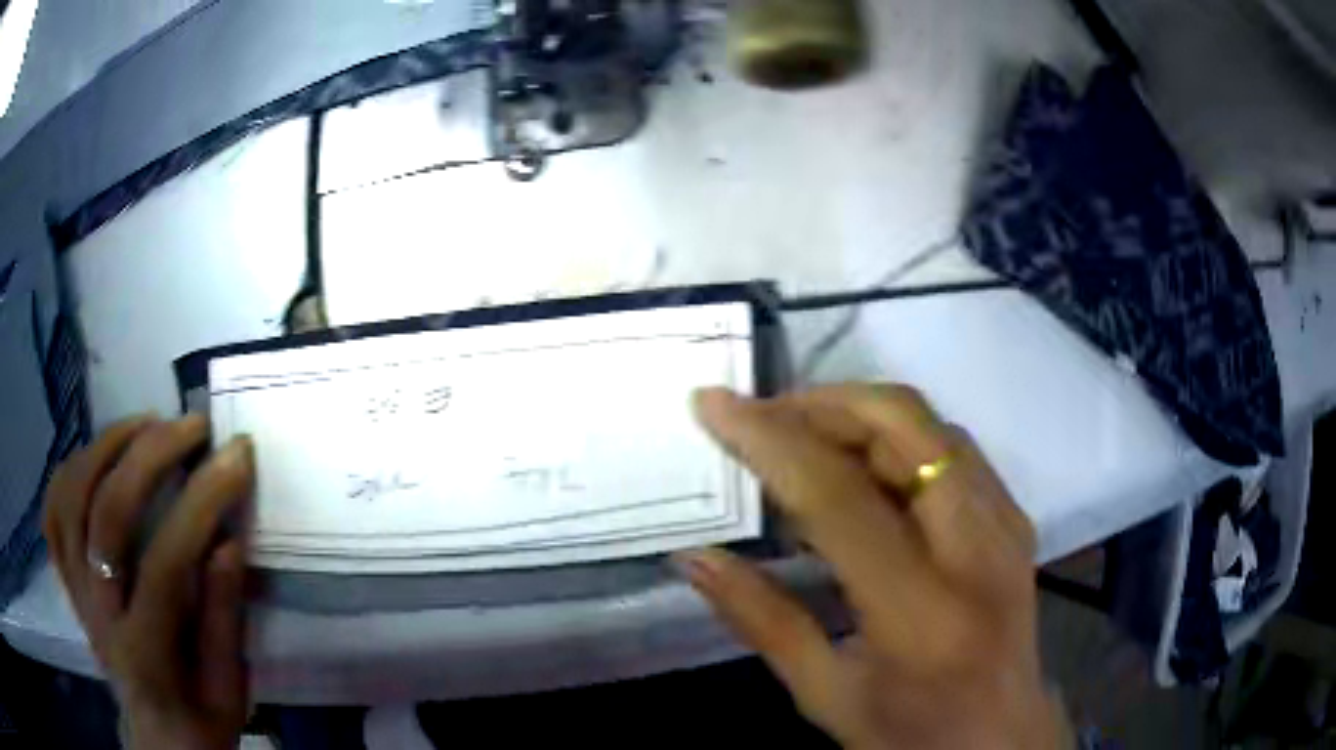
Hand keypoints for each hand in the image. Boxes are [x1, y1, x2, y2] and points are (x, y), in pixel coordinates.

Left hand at [43, 413, 253, 749]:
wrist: (158, 736)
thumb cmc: (199, 719)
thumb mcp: (228, 690)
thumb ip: (223, 620)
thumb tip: (228, 542)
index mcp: (145, 653)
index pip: (165, 563)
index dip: (202, 502)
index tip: (237, 457)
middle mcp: (98, 613)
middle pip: (107, 512)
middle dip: (151, 454)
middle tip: (193, 427)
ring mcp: (75, 589)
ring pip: (73, 494)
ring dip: (108, 446)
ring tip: (147, 425)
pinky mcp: (66, 577)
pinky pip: (54, 507)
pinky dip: (72, 468)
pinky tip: (99, 454)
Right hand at [679, 385, 1069, 749]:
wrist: (1002, 735)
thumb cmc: (910, 732)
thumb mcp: (825, 695)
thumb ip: (761, 619)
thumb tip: (694, 557)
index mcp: (921, 610)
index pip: (840, 496)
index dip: (771, 441)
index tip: (713, 406)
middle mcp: (977, 548)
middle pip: (903, 427)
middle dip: (821, 404)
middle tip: (760, 417)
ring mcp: (1006, 524)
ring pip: (930, 424)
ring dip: (858, 413)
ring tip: (800, 437)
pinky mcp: (1015, 517)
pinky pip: (951, 446)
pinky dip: (895, 435)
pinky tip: (859, 464)